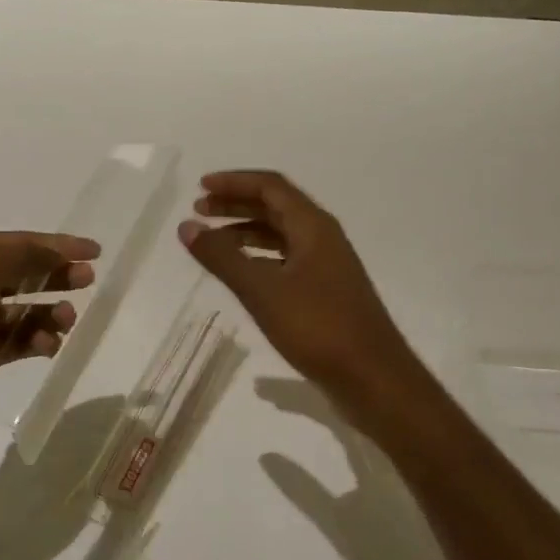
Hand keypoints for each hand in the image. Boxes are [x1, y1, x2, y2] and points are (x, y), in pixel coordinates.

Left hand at [0, 230, 98, 428]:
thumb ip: (27, 255)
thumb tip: (62, 252)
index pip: (22, 243)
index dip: (58, 244)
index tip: (95, 251)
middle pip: (25, 274)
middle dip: (57, 276)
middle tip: (87, 281)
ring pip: (25, 311)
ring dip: (50, 313)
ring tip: (67, 320)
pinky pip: (17, 343)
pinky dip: (36, 342)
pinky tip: (48, 345)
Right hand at [178, 171, 417, 398]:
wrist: (373, 378)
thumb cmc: (318, 327)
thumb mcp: (263, 291)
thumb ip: (223, 257)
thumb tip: (187, 226)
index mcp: (313, 226)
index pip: (270, 186)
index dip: (234, 182)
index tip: (200, 187)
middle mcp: (322, 237)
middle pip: (275, 207)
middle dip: (236, 204)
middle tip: (199, 210)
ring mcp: (326, 265)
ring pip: (281, 234)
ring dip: (245, 231)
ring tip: (212, 241)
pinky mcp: (325, 291)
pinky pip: (286, 259)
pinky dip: (259, 257)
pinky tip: (241, 273)